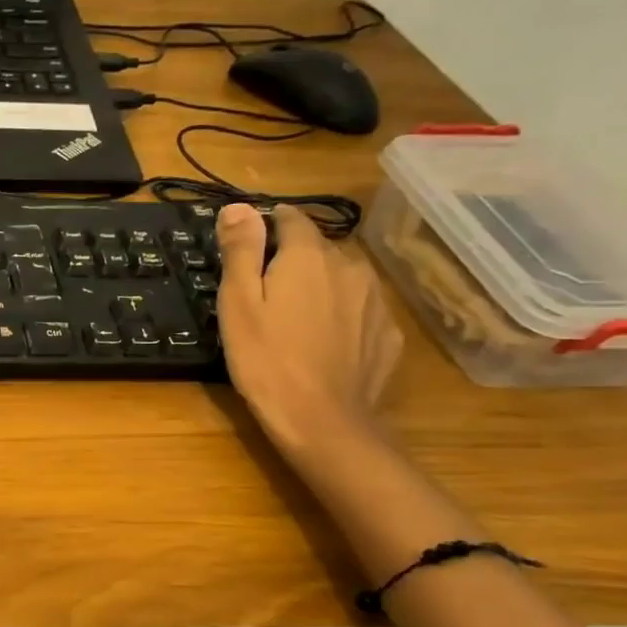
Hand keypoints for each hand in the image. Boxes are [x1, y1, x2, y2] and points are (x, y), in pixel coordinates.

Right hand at [215, 203, 401, 461]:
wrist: (322, 420)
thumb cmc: (265, 358)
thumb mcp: (238, 302)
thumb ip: (241, 250)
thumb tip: (238, 205)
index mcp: (309, 256)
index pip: (291, 218)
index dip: (266, 225)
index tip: (247, 247)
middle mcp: (350, 267)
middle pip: (317, 249)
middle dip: (291, 261)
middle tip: (262, 295)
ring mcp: (375, 301)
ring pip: (341, 279)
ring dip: (318, 287)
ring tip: (293, 320)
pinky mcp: (388, 333)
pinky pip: (358, 310)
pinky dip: (340, 316)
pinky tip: (321, 343)